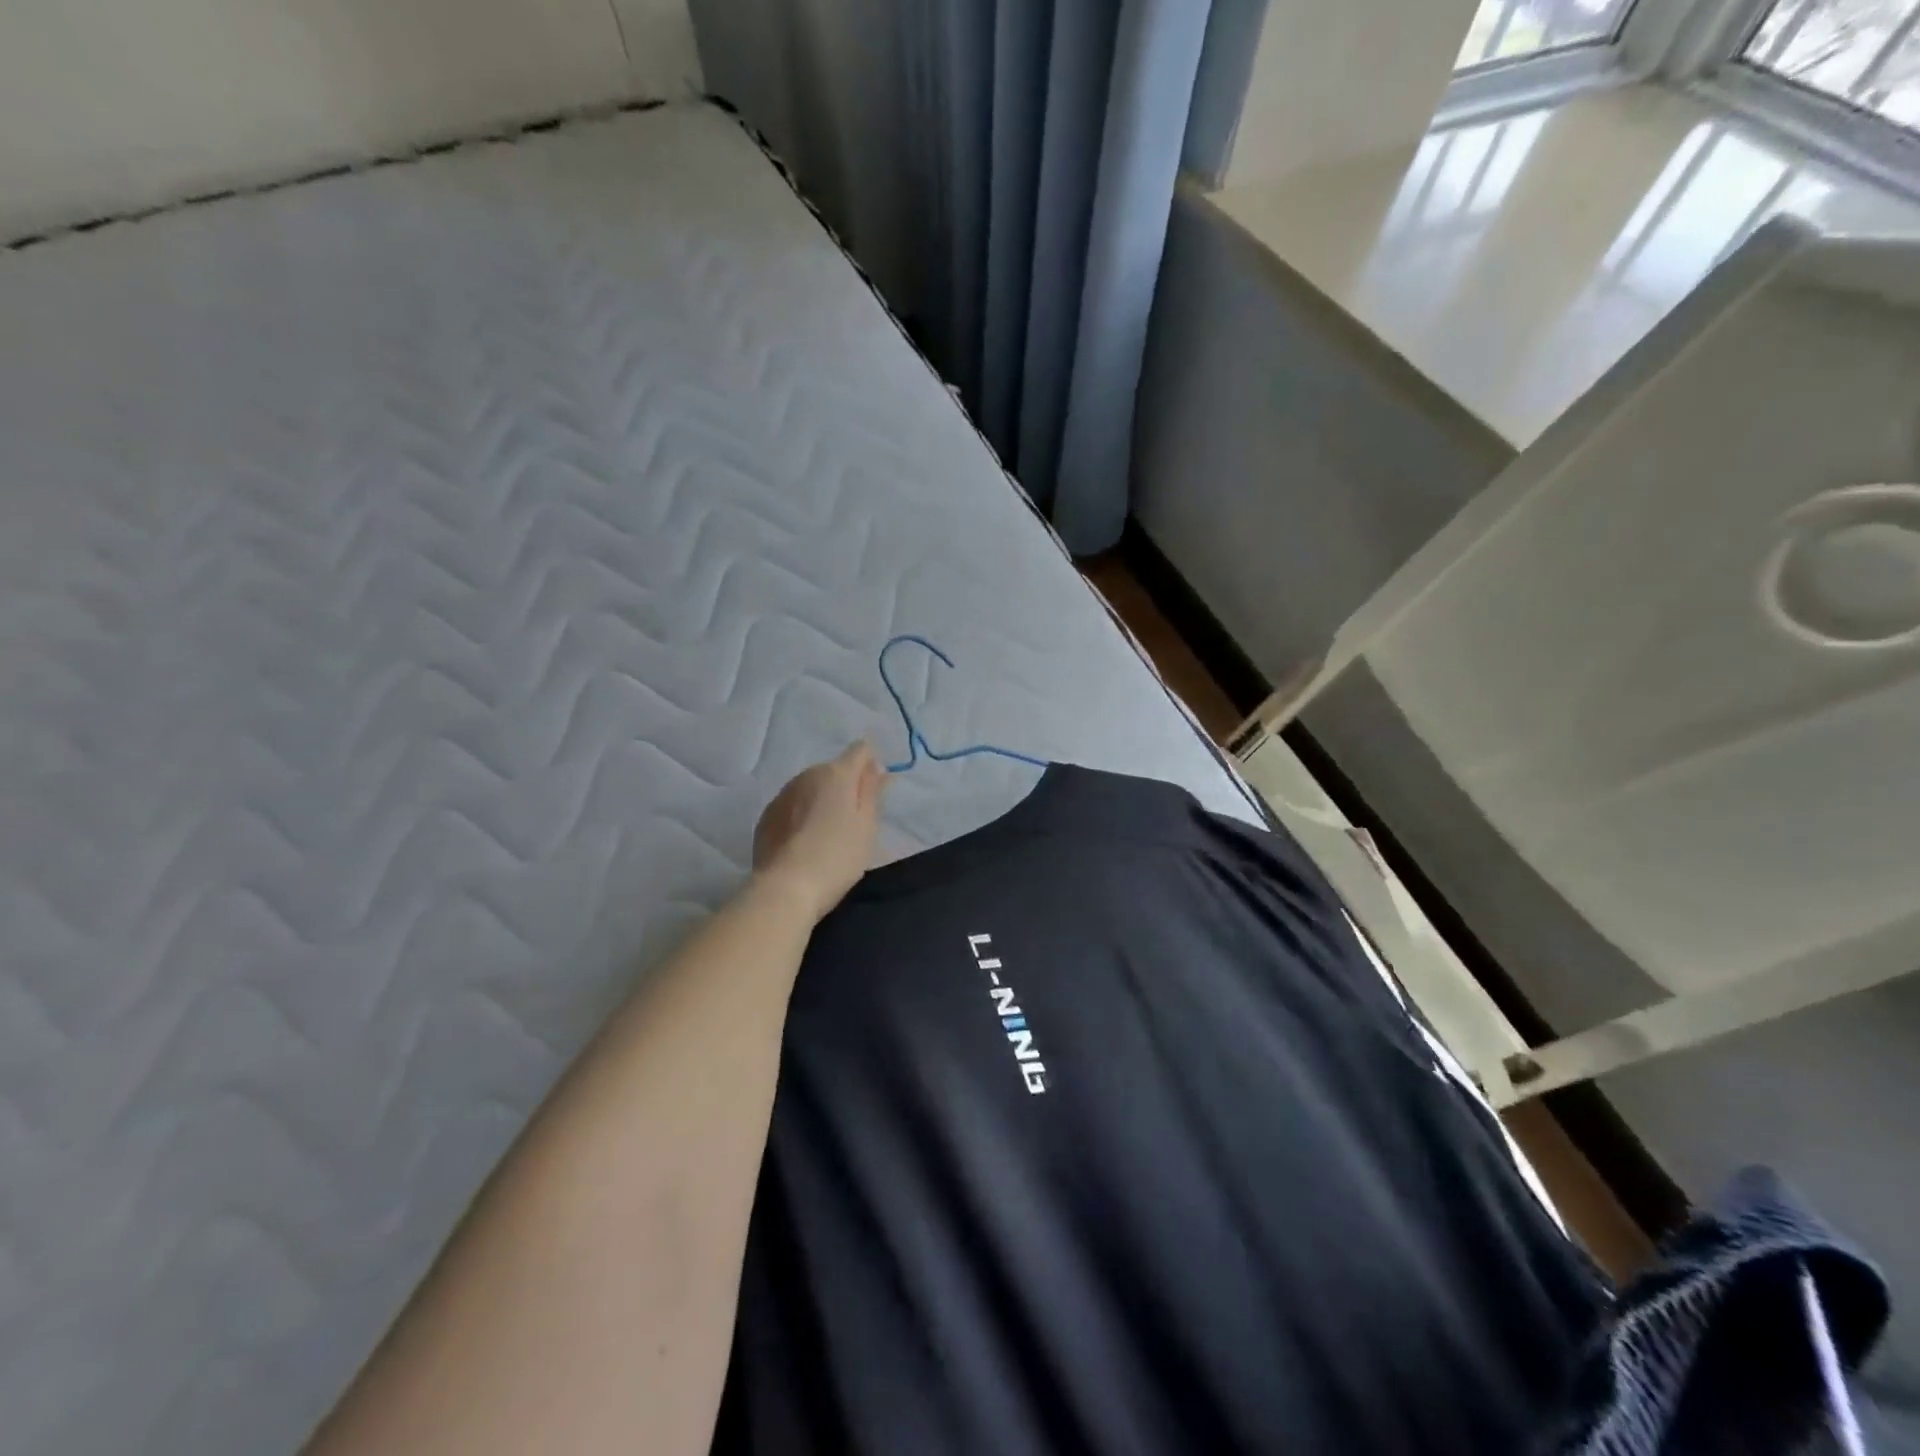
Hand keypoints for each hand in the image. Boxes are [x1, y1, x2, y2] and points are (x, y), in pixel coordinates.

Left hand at [752, 742, 885, 921]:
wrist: (786, 888)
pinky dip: (801, 816)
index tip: (874, 792)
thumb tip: (876, 767)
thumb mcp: (867, 825)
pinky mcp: (766, 816)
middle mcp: (807, 775)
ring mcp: (782, 794)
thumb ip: (872, 791)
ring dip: (821, 801)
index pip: (860, 750)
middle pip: (833, 770)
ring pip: (810, 788)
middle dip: (845, 787)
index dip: (870, 766)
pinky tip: (804, 842)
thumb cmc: (837, 856)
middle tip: (853, 822)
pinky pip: (792, 806)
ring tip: (827, 835)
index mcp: (836, 773)